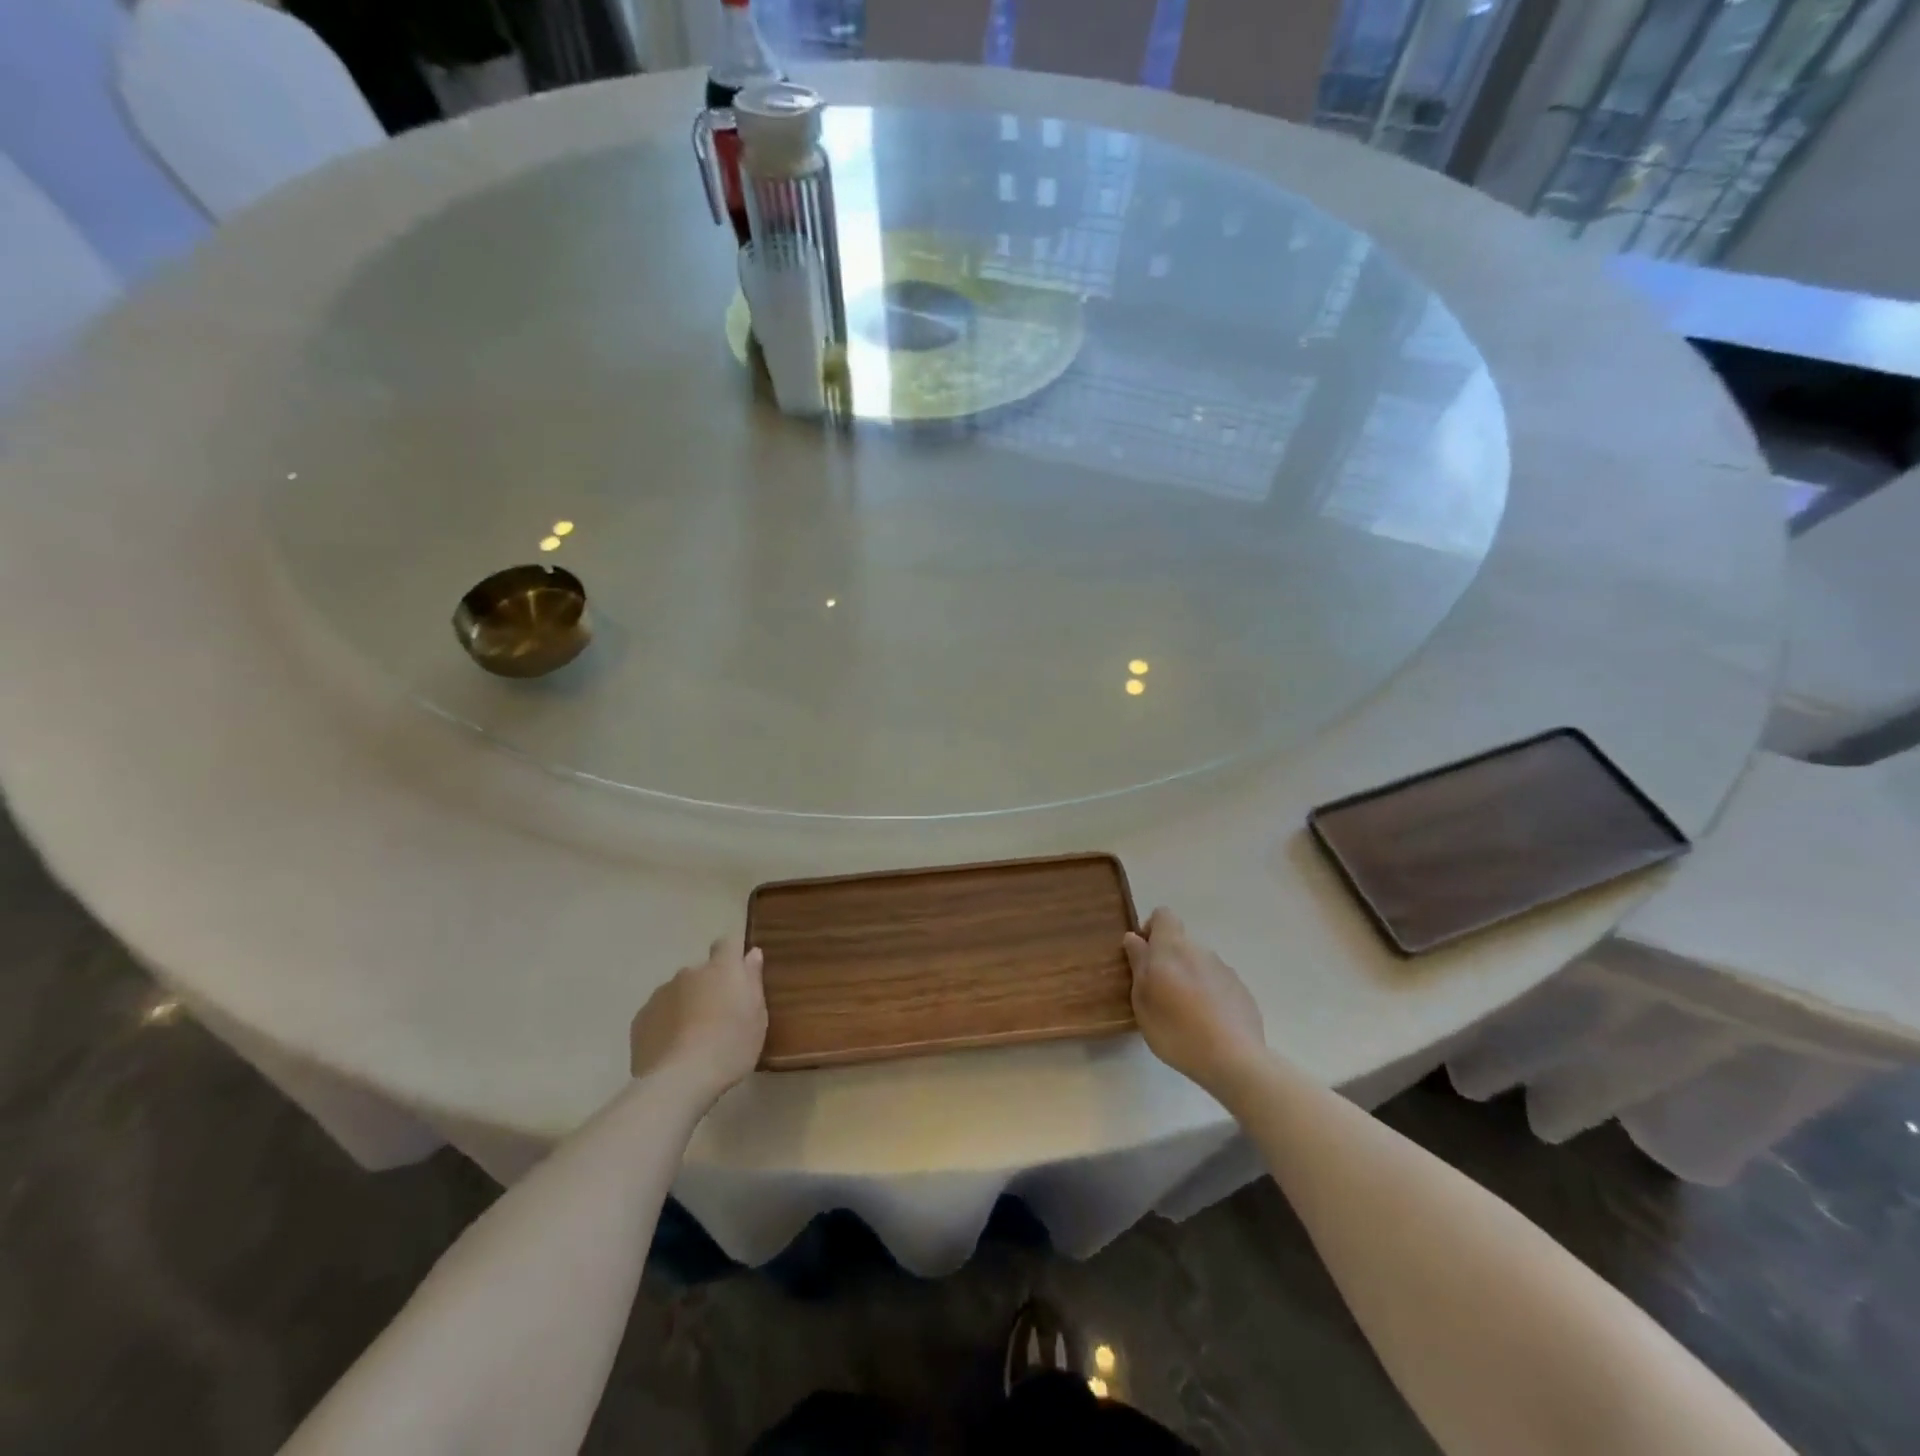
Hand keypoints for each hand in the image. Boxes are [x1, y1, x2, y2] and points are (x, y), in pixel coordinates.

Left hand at [629, 936, 767, 1101]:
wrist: (679, 1081)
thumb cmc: (730, 1046)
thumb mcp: (757, 1016)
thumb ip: (753, 980)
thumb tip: (751, 953)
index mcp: (722, 969)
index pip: (727, 943)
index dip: (731, 954)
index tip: (737, 972)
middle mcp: (689, 973)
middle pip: (701, 973)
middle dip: (708, 987)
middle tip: (718, 1018)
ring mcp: (661, 994)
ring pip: (678, 993)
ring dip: (686, 1005)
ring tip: (693, 1039)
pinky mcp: (640, 1018)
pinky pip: (659, 1013)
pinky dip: (666, 1024)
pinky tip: (673, 1049)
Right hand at [1124, 908, 1266, 1092]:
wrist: (1234, 1059)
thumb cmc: (1176, 1029)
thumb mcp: (1142, 999)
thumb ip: (1138, 963)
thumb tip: (1134, 937)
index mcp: (1172, 948)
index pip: (1163, 915)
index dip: (1151, 929)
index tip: (1144, 956)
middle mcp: (1200, 950)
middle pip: (1180, 943)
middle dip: (1168, 961)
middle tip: (1159, 994)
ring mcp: (1225, 970)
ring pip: (1199, 964)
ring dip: (1188, 979)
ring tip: (1184, 1014)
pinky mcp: (1241, 991)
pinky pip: (1217, 984)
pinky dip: (1208, 995)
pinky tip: (1207, 1024)